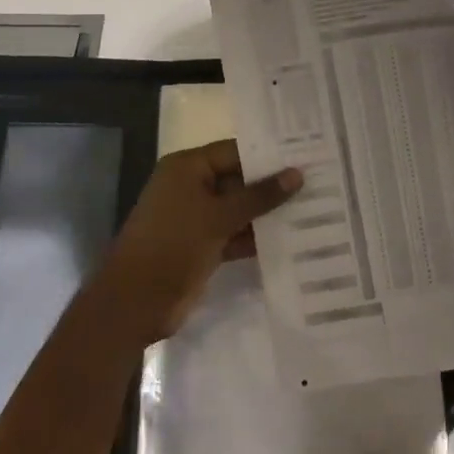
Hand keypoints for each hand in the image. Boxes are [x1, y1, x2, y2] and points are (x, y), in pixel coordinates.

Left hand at [97, 139, 300, 341]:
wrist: (135, 302)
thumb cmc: (173, 244)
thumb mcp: (219, 216)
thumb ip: (259, 196)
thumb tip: (297, 174)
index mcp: (187, 168)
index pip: (235, 151)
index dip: (268, 155)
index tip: (306, 155)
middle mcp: (192, 187)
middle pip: (239, 179)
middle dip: (273, 185)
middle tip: (318, 181)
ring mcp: (197, 218)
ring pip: (239, 209)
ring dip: (268, 213)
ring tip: (314, 208)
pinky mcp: (203, 246)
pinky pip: (235, 233)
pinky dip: (256, 237)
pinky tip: (292, 239)